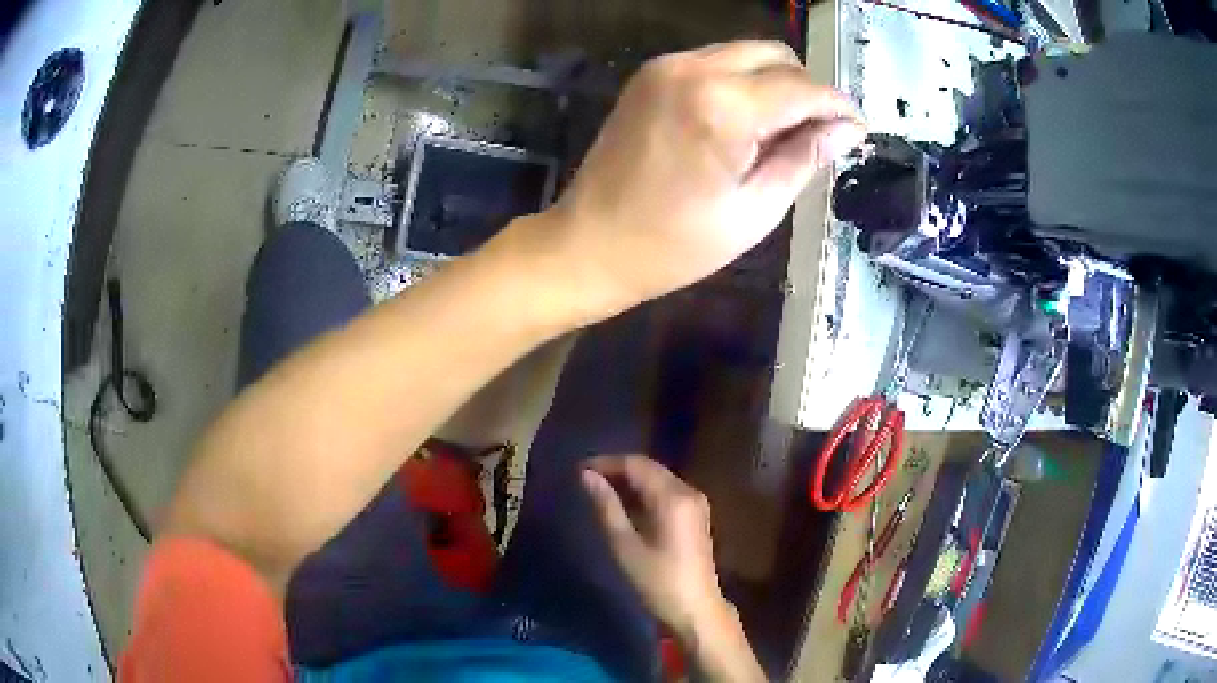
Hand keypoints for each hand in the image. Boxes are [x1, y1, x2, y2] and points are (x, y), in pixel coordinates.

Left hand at [550, 41, 863, 316]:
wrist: (588, 244)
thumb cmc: (673, 245)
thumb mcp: (754, 211)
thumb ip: (803, 159)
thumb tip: (845, 132)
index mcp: (723, 106)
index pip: (802, 87)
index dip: (838, 107)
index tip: (857, 130)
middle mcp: (693, 69)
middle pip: (776, 55)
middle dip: (806, 89)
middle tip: (818, 134)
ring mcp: (666, 66)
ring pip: (746, 53)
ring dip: (775, 82)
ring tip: (780, 132)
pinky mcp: (650, 74)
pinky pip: (715, 62)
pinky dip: (741, 81)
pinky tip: (743, 121)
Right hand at [581, 455, 727, 639]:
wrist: (695, 608)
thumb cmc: (657, 581)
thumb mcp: (625, 545)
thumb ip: (606, 506)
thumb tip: (586, 476)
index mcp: (673, 497)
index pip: (636, 465)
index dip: (606, 463)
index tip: (579, 470)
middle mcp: (688, 492)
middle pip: (649, 468)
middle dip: (617, 469)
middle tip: (586, 479)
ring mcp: (695, 503)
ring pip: (658, 479)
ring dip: (630, 481)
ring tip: (599, 491)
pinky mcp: (695, 515)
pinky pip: (666, 492)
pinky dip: (644, 492)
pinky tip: (624, 505)